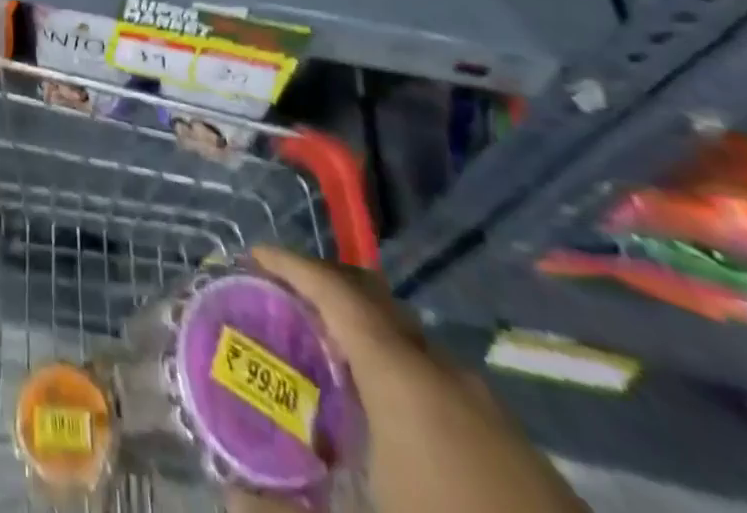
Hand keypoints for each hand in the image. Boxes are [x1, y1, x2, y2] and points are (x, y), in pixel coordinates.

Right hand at [226, 249, 584, 512]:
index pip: (335, 289)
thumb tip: (231, 495)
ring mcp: (488, 412)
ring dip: (358, 331)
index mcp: (403, 378)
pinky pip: (435, 379)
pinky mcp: (516, 453)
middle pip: (372, 299)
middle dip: (321, 287)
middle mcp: (444, 376)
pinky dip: (393, 371)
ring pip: (407, 341)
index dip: (289, 263)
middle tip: (276, 301)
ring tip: (317, 359)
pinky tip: (380, 426)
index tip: (249, 256)